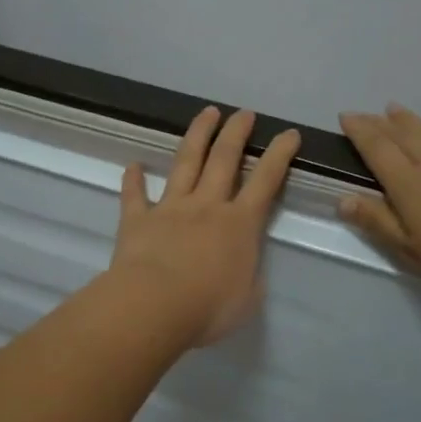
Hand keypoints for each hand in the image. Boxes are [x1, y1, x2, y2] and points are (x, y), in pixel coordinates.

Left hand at [108, 107, 300, 346]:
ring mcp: (170, 208)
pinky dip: (133, 180)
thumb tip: (245, 266)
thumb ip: (249, 276)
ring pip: (186, 163)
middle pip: (224, 159)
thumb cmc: (208, 308)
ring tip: (206, 113)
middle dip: (237, 133)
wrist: (154, 306)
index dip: (279, 156)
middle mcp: (207, 206)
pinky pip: (135, 195)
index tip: (288, 134)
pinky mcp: (138, 219)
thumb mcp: (247, 299)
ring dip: (197, 136)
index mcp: (239, 225)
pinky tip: (132, 165)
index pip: (265, 182)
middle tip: (245, 113)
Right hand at [337, 106, 420, 305]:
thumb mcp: (414, 253)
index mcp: (410, 186)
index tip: (345, 116)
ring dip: (412, 121)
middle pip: (403, 137)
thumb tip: (343, 199)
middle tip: (365, 112)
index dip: (360, 132)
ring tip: (396, 109)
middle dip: (381, 123)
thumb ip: (379, 223)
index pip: (378, 150)